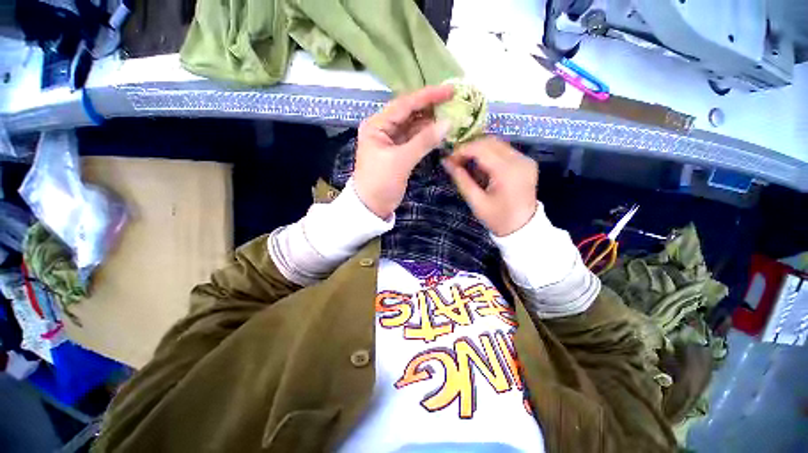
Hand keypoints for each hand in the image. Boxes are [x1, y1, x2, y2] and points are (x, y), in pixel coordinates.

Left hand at [354, 85, 452, 218]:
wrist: (371, 207)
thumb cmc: (381, 182)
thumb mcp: (401, 160)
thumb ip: (423, 141)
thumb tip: (448, 123)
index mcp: (377, 125)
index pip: (404, 104)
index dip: (427, 96)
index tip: (449, 91)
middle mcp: (383, 129)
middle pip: (409, 113)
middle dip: (430, 107)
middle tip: (453, 101)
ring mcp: (391, 141)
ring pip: (413, 126)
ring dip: (430, 122)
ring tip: (451, 114)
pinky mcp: (398, 153)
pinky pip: (414, 139)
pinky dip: (427, 136)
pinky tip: (440, 132)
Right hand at [442, 137, 538, 236]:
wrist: (523, 227)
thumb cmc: (497, 218)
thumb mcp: (476, 201)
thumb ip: (461, 180)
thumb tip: (446, 162)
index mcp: (507, 172)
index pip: (481, 149)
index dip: (462, 150)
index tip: (449, 158)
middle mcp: (519, 160)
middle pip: (490, 141)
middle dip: (469, 147)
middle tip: (455, 159)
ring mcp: (525, 159)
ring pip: (497, 143)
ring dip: (479, 149)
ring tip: (465, 162)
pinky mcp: (526, 162)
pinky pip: (504, 150)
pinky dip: (489, 153)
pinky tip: (480, 165)